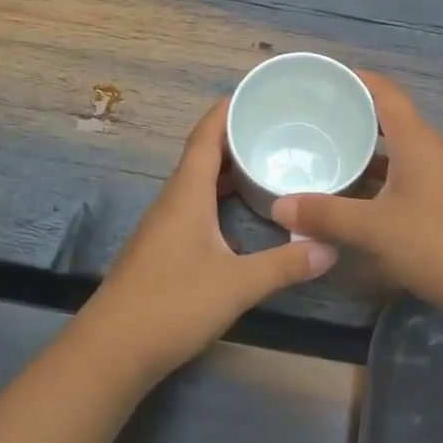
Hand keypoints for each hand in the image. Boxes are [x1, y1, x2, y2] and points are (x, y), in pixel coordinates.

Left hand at [86, 97, 336, 378]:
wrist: (112, 350)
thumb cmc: (173, 303)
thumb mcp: (237, 284)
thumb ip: (285, 265)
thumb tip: (330, 247)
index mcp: (187, 194)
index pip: (205, 136)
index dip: (226, 110)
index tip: (256, 92)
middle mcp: (172, 201)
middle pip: (202, 155)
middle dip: (234, 137)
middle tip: (275, 128)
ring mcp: (163, 226)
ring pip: (197, 183)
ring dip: (226, 169)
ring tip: (264, 163)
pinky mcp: (162, 249)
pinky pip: (193, 206)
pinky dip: (217, 197)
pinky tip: (239, 214)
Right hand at [272, 72, 442, 314]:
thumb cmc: (437, 242)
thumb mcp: (374, 228)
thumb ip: (326, 214)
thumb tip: (278, 204)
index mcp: (416, 141)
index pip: (386, 93)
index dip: (357, 79)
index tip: (323, 77)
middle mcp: (429, 152)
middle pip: (388, 120)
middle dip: (353, 116)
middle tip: (312, 119)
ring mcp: (438, 179)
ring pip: (395, 153)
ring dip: (364, 152)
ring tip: (325, 153)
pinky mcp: (441, 205)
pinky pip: (401, 179)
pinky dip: (375, 181)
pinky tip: (352, 197)